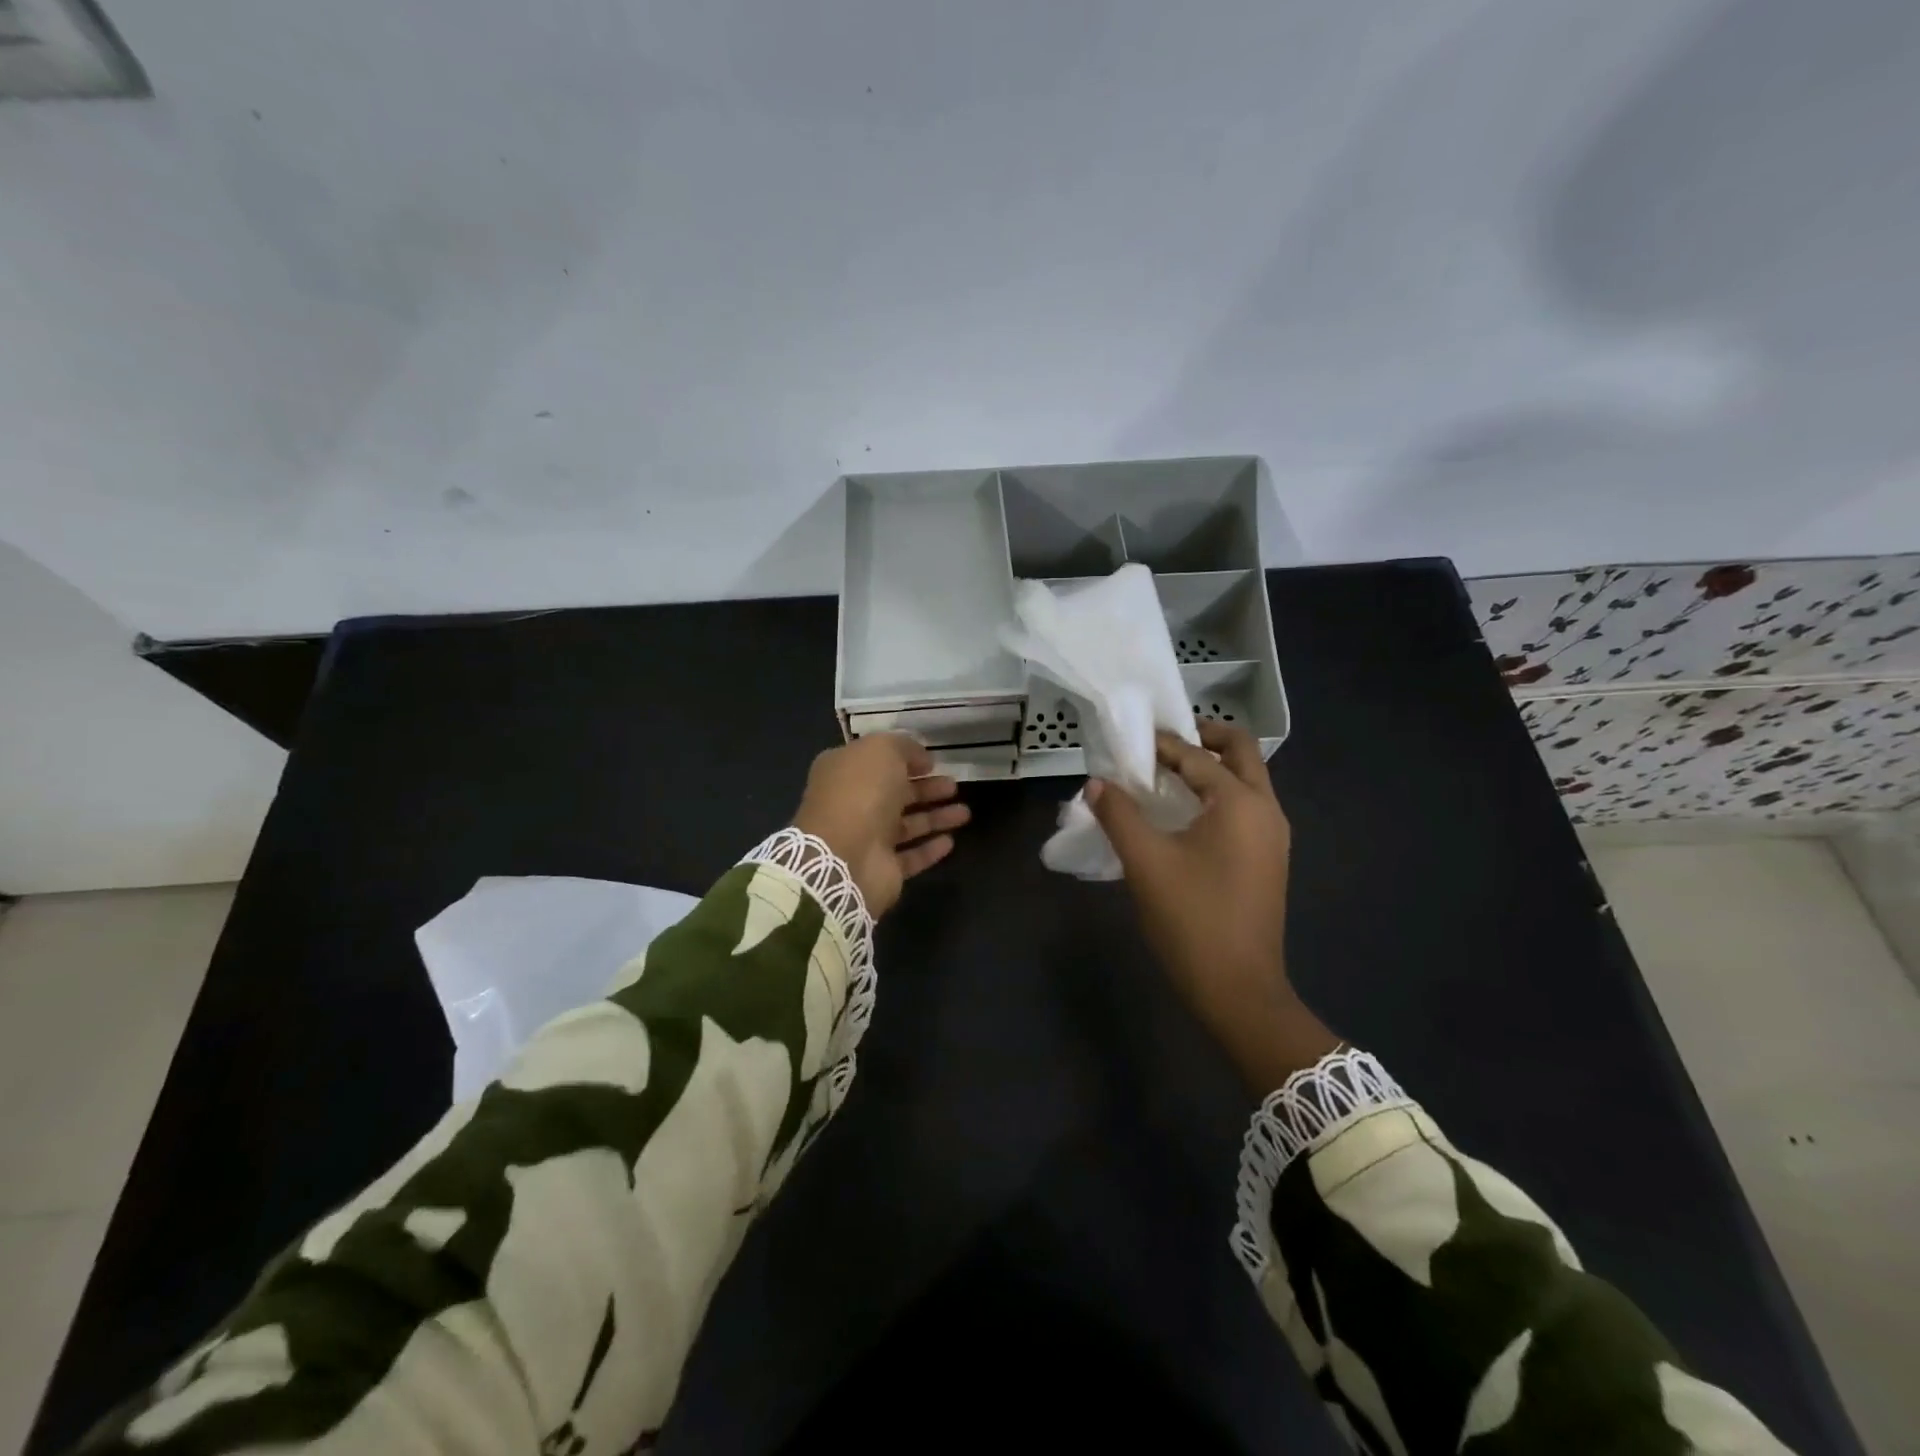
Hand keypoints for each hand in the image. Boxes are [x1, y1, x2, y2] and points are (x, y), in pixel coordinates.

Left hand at [791, 734, 970, 914]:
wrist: (844, 857)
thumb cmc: (860, 793)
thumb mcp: (882, 750)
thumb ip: (903, 747)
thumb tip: (921, 759)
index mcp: (844, 773)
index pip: (876, 762)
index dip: (904, 759)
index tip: (932, 762)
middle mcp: (853, 804)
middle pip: (895, 794)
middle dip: (926, 789)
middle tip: (953, 786)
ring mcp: (867, 839)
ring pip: (907, 825)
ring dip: (935, 817)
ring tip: (965, 812)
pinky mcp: (883, 869)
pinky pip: (911, 856)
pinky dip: (930, 848)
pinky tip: (950, 841)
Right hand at [1086, 721, 1338, 1090]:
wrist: (1239, 990)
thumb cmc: (1191, 920)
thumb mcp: (1145, 863)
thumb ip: (1118, 815)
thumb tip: (1096, 784)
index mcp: (1241, 803)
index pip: (1197, 756)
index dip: (1160, 744)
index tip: (1128, 741)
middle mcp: (1267, 809)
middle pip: (1240, 752)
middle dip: (1203, 737)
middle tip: (1161, 742)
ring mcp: (1273, 835)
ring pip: (1247, 779)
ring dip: (1211, 767)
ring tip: (1165, 774)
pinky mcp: (1269, 858)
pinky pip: (1245, 806)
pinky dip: (1218, 794)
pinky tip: (1184, 812)